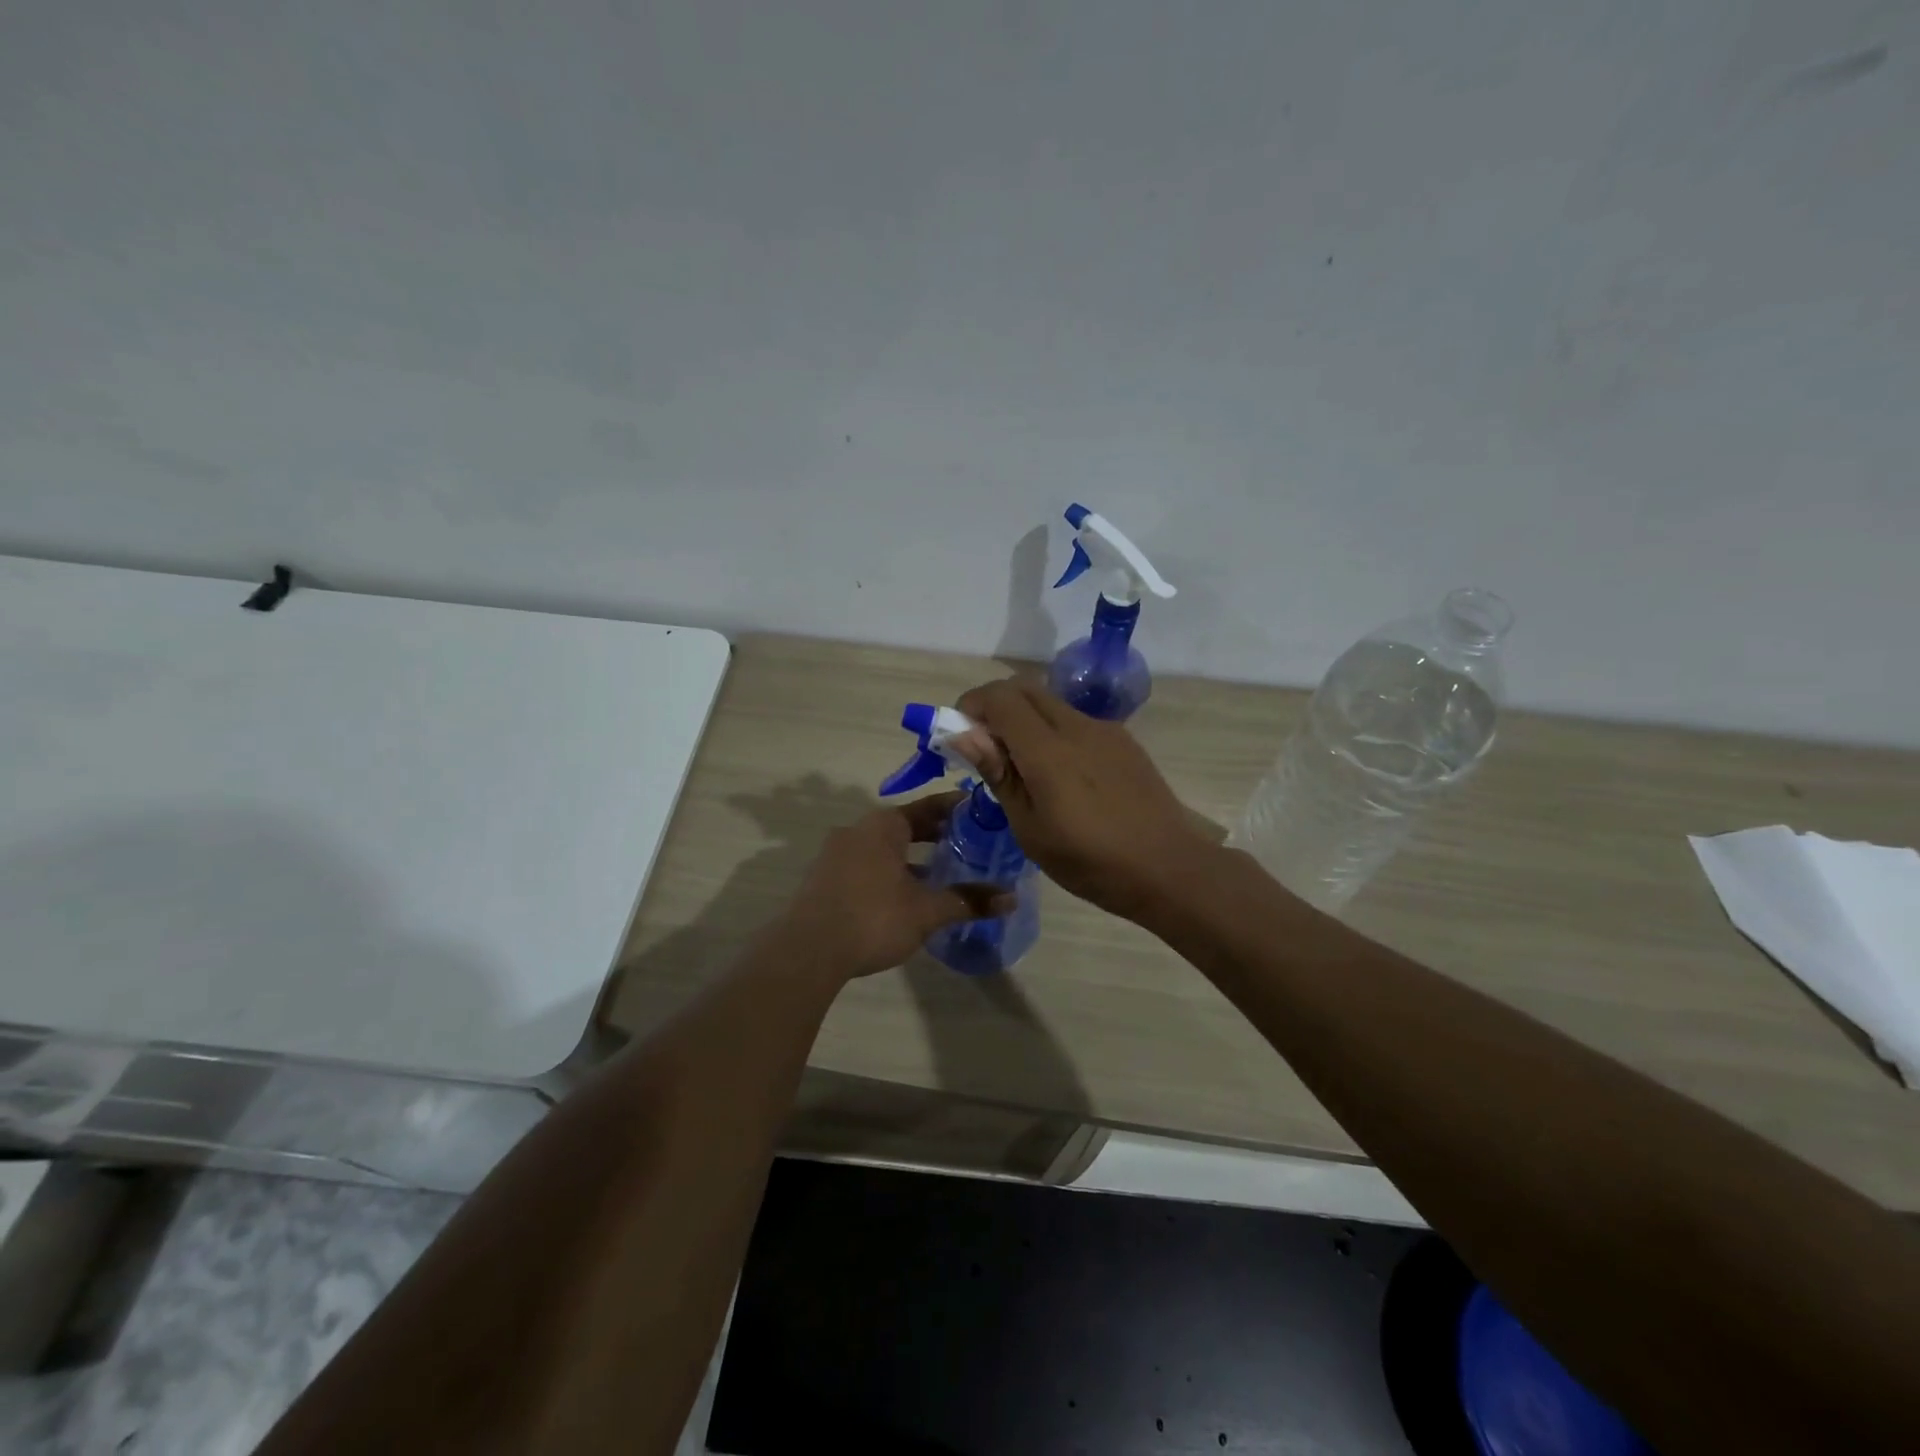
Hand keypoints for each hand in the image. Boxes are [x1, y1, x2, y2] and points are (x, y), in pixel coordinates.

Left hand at [780, 793, 1012, 979]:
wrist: (807, 951)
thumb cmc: (873, 917)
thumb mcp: (927, 910)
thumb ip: (968, 901)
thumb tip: (1012, 898)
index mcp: (883, 825)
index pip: (928, 806)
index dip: (956, 809)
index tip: (979, 812)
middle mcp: (857, 830)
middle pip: (905, 825)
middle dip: (935, 835)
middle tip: (968, 843)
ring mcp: (836, 854)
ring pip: (884, 847)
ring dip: (911, 856)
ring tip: (941, 871)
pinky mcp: (824, 879)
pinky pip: (866, 865)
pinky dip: (890, 872)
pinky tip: (905, 895)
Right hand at [952, 679, 1214, 920]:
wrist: (1168, 868)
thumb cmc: (1090, 861)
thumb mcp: (1030, 829)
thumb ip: (999, 774)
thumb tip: (965, 735)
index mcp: (1048, 750)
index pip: (1000, 697)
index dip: (972, 705)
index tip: (961, 735)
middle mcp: (1077, 726)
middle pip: (1025, 689)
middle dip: (996, 706)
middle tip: (987, 748)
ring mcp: (1105, 730)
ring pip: (1052, 704)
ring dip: (1026, 720)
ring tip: (1024, 769)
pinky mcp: (1124, 741)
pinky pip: (1077, 722)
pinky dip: (1054, 732)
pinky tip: (1063, 778)